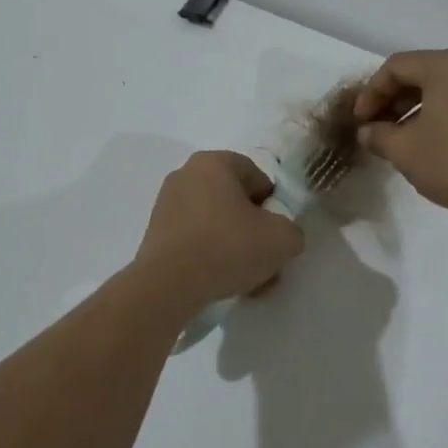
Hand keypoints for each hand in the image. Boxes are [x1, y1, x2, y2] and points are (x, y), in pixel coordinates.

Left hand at [136, 151, 306, 307]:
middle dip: (253, 229)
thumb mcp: (282, 239)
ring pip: (214, 223)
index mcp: (214, 162)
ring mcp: (166, 205)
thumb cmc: (228, 247)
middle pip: (233, 200)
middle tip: (264, 258)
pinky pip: (193, 240)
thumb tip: (282, 237)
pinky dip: (209, 257)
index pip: (255, 176)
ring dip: (233, 247)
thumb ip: (291, 231)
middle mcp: (186, 175)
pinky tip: (221, 282)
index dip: (273, 205)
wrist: (169, 285)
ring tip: (246, 279)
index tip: (275, 232)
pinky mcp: (155, 234)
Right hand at [354, 50, 447, 220]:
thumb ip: (378, 135)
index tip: (359, 121)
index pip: (395, 67)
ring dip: (411, 109)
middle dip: (390, 100)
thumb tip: (366, 132)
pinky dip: (434, 114)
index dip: (371, 93)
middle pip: (418, 73)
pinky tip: (423, 141)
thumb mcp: (404, 150)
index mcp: (445, 66)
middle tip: (373, 128)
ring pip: (438, 88)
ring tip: (395, 138)